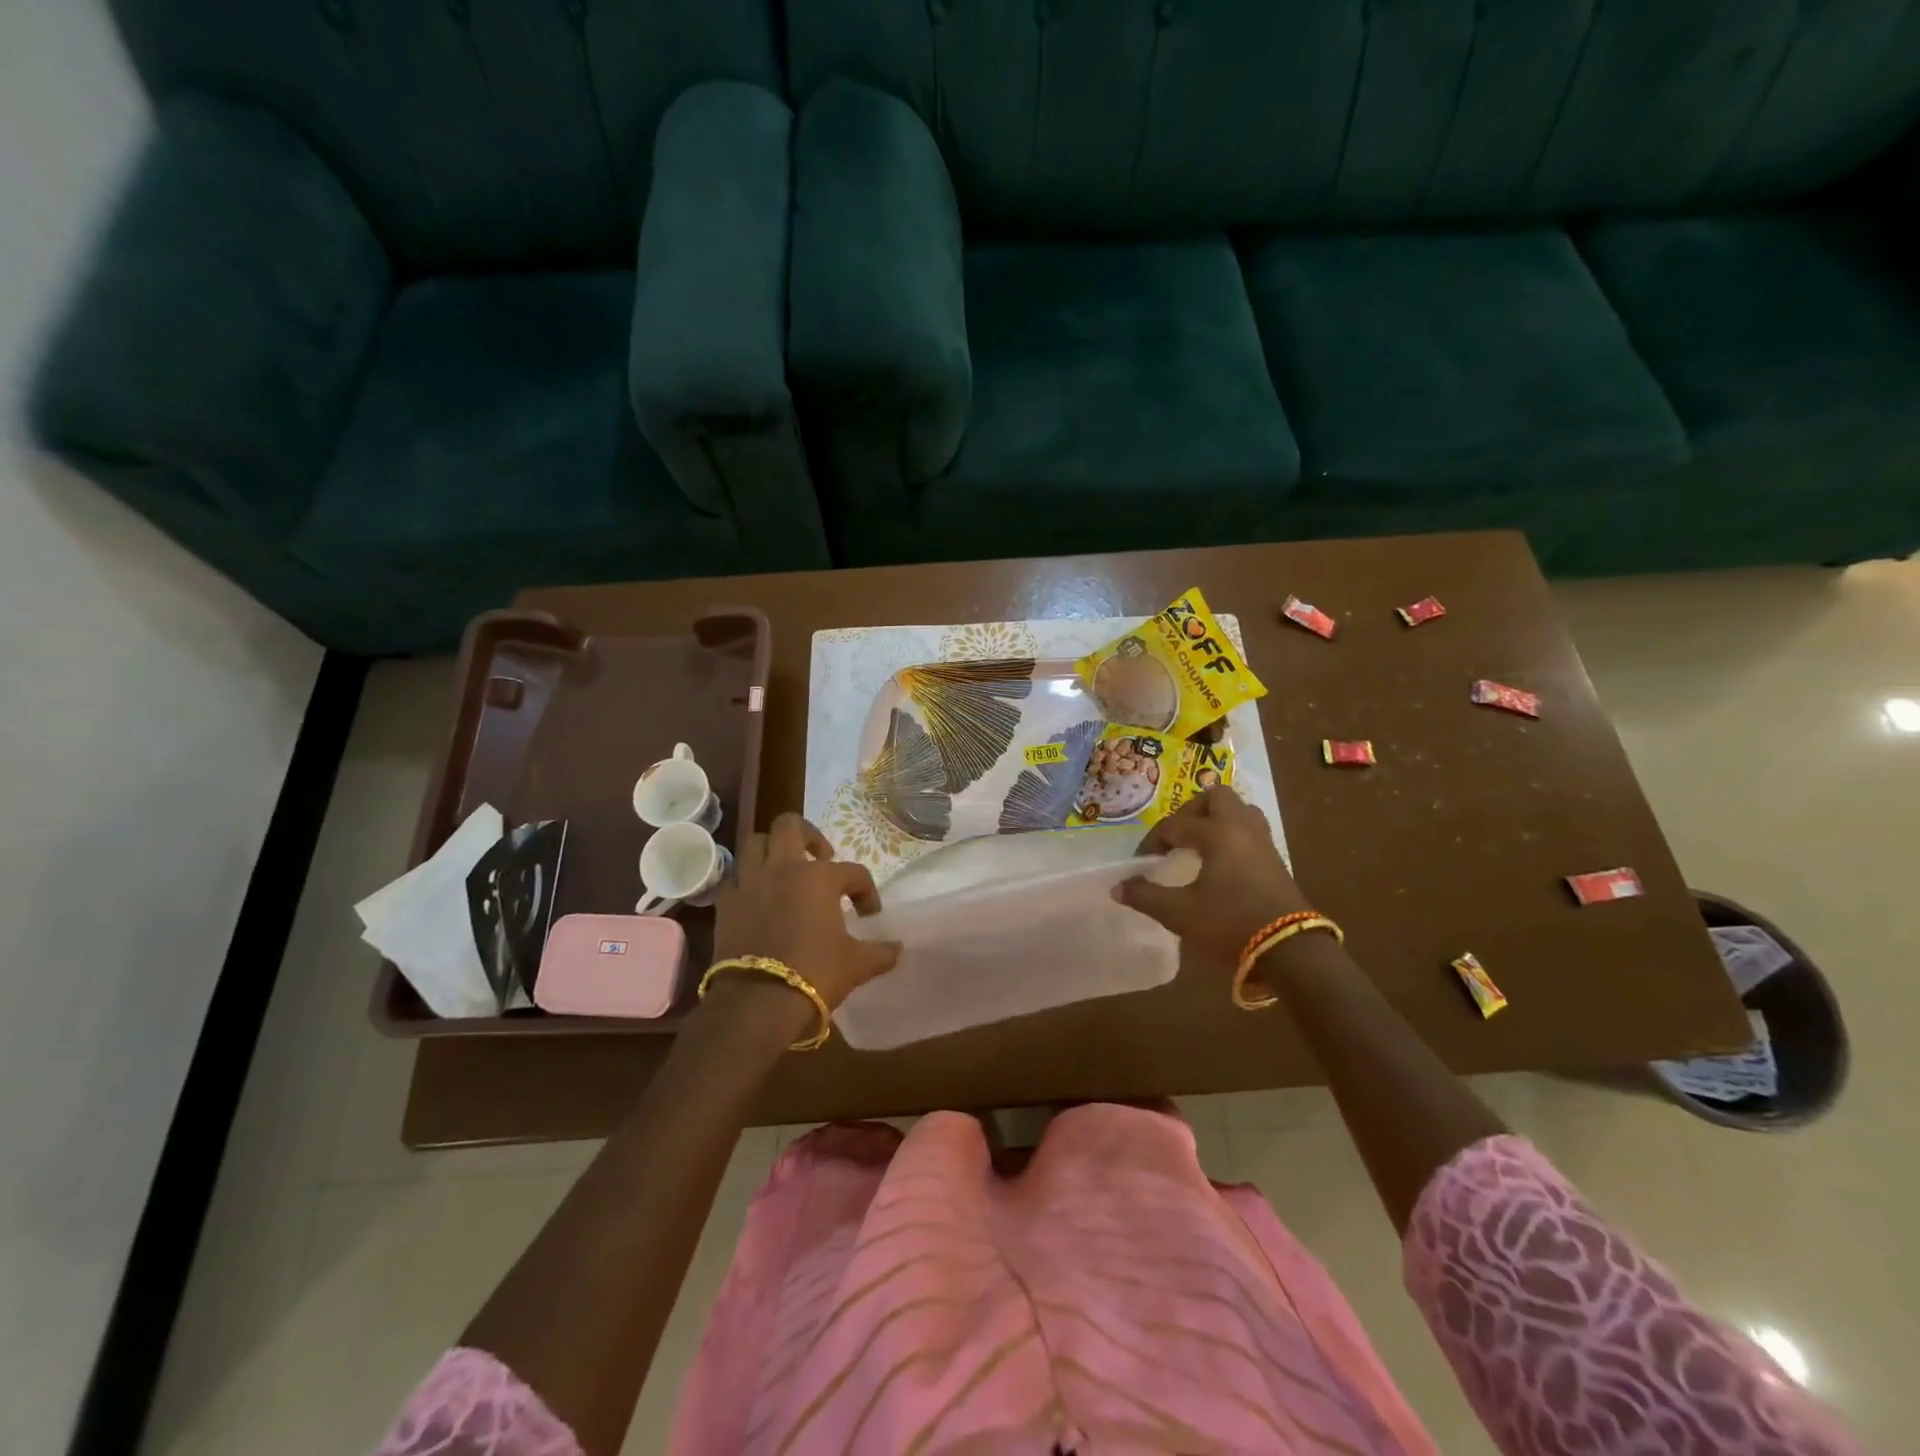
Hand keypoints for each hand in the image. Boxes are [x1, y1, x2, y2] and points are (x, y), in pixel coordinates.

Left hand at [711, 813, 901, 1008]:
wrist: (757, 1002)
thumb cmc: (815, 974)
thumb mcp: (857, 965)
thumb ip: (881, 952)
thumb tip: (898, 949)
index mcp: (819, 877)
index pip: (853, 872)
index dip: (867, 891)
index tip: (869, 915)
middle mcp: (783, 868)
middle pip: (790, 826)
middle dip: (809, 835)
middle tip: (821, 858)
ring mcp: (750, 883)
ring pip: (755, 843)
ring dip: (772, 850)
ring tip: (785, 870)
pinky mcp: (726, 904)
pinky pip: (735, 879)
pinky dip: (748, 882)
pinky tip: (759, 898)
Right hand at [1113, 787, 1306, 965]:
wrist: (1289, 950)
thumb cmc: (1230, 923)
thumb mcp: (1180, 913)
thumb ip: (1146, 896)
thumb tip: (1117, 887)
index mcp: (1216, 833)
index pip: (1175, 825)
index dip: (1152, 841)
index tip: (1141, 862)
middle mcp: (1241, 828)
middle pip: (1216, 797)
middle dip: (1192, 810)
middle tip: (1177, 835)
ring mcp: (1263, 842)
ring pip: (1240, 811)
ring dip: (1217, 819)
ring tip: (1200, 842)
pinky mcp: (1276, 860)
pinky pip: (1251, 831)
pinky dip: (1232, 835)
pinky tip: (1221, 861)